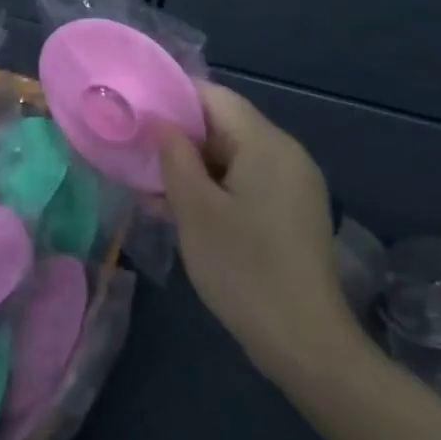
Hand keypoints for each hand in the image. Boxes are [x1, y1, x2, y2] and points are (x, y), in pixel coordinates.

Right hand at [158, 84, 359, 382]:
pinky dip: (215, 187)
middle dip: (179, 138)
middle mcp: (287, 154)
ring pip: (233, 156)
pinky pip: (247, 181)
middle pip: (225, 125)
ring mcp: (294, 184)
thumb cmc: (243, 269)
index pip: (214, 97)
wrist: (305, 343)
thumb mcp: (194, 209)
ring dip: (193, 167)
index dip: (172, 98)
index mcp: (266, 144)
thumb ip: (173, 156)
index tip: (135, 113)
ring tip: (151, 189)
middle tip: (136, 155)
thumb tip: (159, 121)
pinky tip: (183, 211)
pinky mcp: (293, 212)